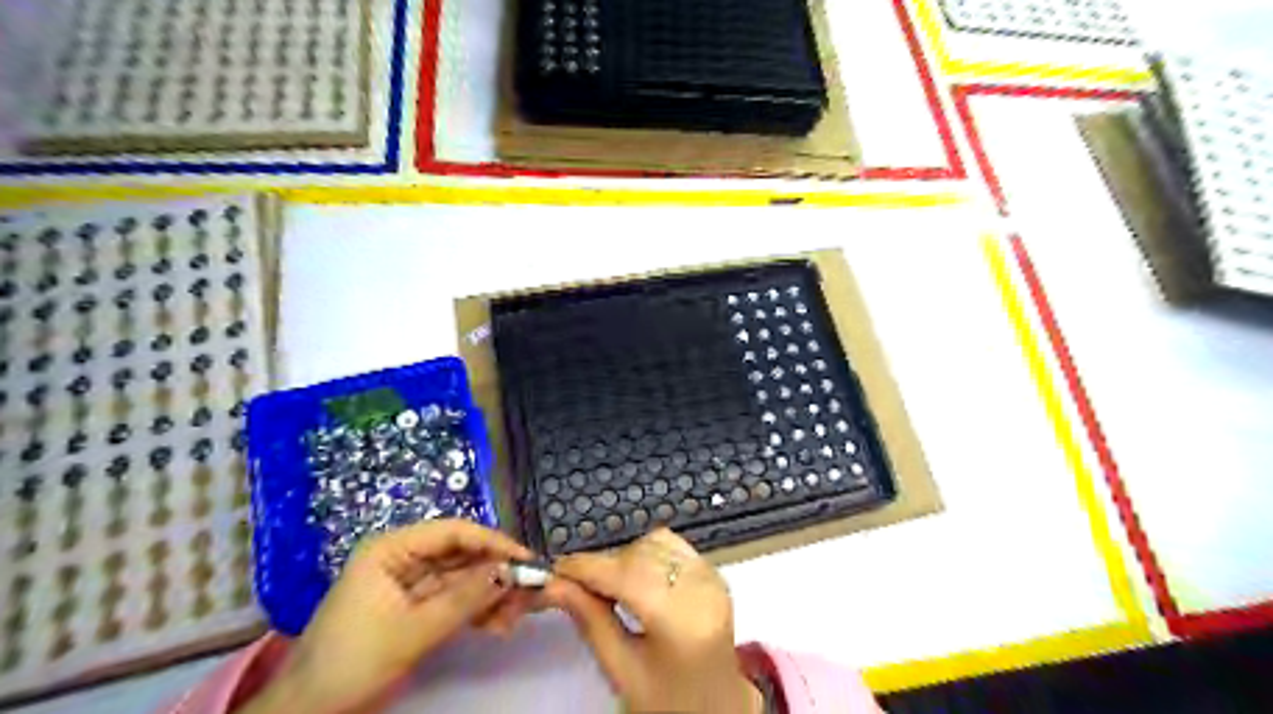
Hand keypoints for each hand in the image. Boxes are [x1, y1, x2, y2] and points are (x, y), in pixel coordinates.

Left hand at [244, 519, 531, 712]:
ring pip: (463, 578)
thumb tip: (512, 572)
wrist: (309, 712)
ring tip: (512, 619)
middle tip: (526, 594)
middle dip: (495, 574)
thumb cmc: (353, 662)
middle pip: (462, 554)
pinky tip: (496, 626)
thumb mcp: (413, 630)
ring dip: (490, 596)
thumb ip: (465, 598)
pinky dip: (477, 612)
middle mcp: (404, 557)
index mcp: (392, 549)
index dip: (493, 542)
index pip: (453, 532)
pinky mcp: (415, 606)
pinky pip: (455, 600)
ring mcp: (410, 582)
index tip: (526, 559)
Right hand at [541, 527, 758, 709]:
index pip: (627, 576)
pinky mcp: (713, 573)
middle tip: (575, 584)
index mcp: (683, 623)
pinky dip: (646, 554)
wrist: (715, 709)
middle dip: (602, 565)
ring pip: (654, 543)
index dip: (588, 568)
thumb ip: (590, 620)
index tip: (557, 570)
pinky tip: (634, 579)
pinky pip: (671, 545)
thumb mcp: (622, 671)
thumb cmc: (667, 702)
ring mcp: (712, 579)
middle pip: (639, 555)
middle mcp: (703, 591)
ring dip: (624, 558)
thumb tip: (556, 585)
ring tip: (608, 587)